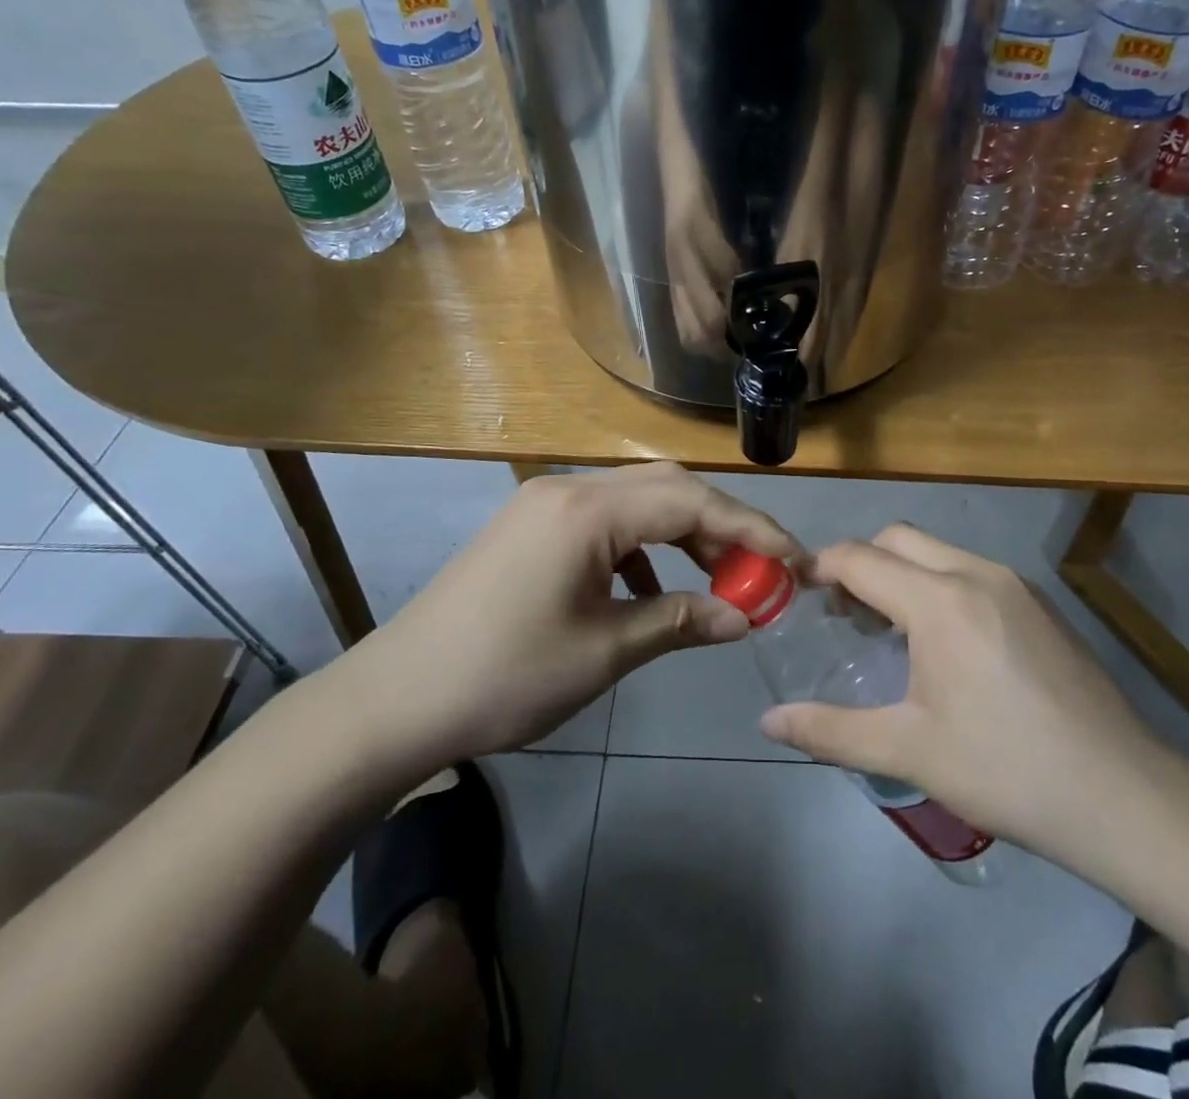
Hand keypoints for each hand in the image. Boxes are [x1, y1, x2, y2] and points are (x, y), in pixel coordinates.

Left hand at [333, 463, 796, 777]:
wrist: (394, 700)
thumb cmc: (505, 676)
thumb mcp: (604, 652)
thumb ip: (680, 621)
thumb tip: (745, 616)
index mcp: (589, 510)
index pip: (692, 501)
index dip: (750, 529)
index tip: (794, 562)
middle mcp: (570, 488)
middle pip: (668, 488)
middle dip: (722, 525)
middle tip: (760, 570)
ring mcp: (545, 502)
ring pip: (638, 501)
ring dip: (684, 533)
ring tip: (716, 580)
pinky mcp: (531, 525)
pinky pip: (605, 520)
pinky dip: (642, 546)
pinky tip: (650, 589)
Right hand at [759, 525, 1172, 873]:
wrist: (1122, 796)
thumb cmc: (1005, 770)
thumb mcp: (908, 752)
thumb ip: (830, 731)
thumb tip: (768, 722)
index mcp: (940, 602)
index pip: (859, 558)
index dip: (820, 567)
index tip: (796, 589)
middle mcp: (976, 573)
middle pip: (897, 538)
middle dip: (860, 562)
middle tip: (842, 614)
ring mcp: (1015, 584)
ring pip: (937, 552)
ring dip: (901, 573)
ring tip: (888, 630)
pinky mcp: (1040, 603)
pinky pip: (970, 571)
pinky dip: (938, 585)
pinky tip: (944, 643)